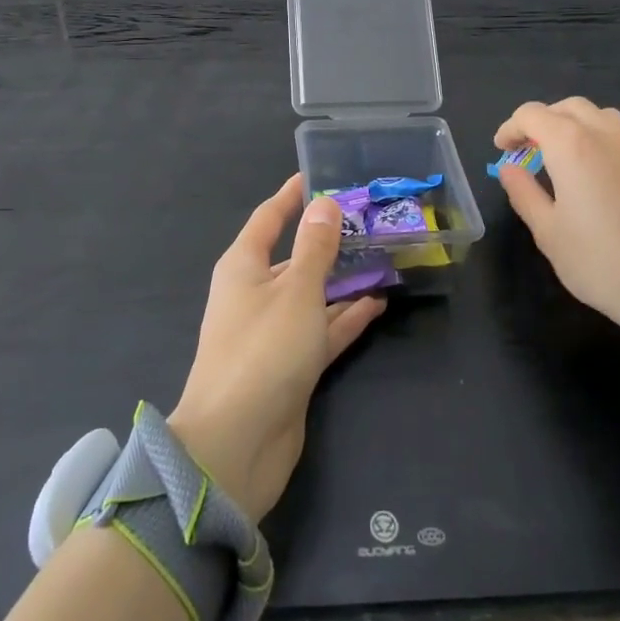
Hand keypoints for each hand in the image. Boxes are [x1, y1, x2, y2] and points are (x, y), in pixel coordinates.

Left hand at [170, 177, 386, 521]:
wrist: (236, 444)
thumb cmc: (263, 351)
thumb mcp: (296, 292)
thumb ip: (315, 248)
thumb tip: (325, 204)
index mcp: (244, 267)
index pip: (269, 219)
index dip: (291, 196)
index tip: (316, 175)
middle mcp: (256, 294)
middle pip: (295, 257)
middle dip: (328, 240)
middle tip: (370, 220)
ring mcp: (274, 332)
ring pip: (313, 295)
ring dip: (343, 279)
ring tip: (383, 257)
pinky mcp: (291, 365)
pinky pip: (322, 330)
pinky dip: (346, 317)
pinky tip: (378, 302)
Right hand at [494, 98, 619, 354]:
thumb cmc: (600, 262)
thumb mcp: (547, 232)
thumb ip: (523, 192)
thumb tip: (509, 168)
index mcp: (571, 145)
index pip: (531, 115)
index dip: (510, 128)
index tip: (502, 150)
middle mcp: (605, 133)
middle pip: (565, 107)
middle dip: (540, 121)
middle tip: (527, 151)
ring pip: (597, 114)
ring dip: (571, 123)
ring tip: (560, 155)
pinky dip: (597, 135)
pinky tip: (595, 169)